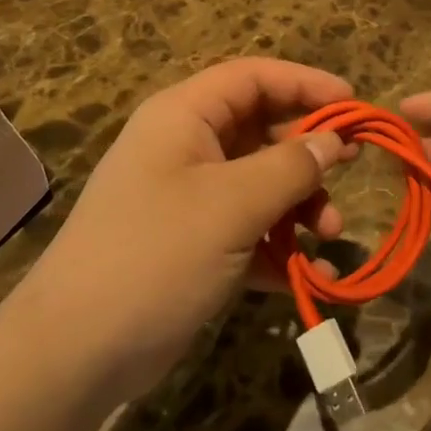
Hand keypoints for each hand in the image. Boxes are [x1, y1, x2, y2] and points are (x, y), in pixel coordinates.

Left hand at [19, 58, 353, 403]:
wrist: (76, 352)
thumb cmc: (156, 254)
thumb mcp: (232, 205)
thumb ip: (290, 167)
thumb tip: (334, 141)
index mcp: (184, 116)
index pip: (253, 78)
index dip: (305, 83)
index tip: (354, 103)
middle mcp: (186, 147)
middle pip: (262, 130)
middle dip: (308, 155)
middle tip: (351, 172)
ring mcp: (189, 198)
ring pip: (261, 183)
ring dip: (300, 206)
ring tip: (330, 236)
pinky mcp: (195, 245)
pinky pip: (250, 230)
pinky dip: (281, 248)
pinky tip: (315, 275)